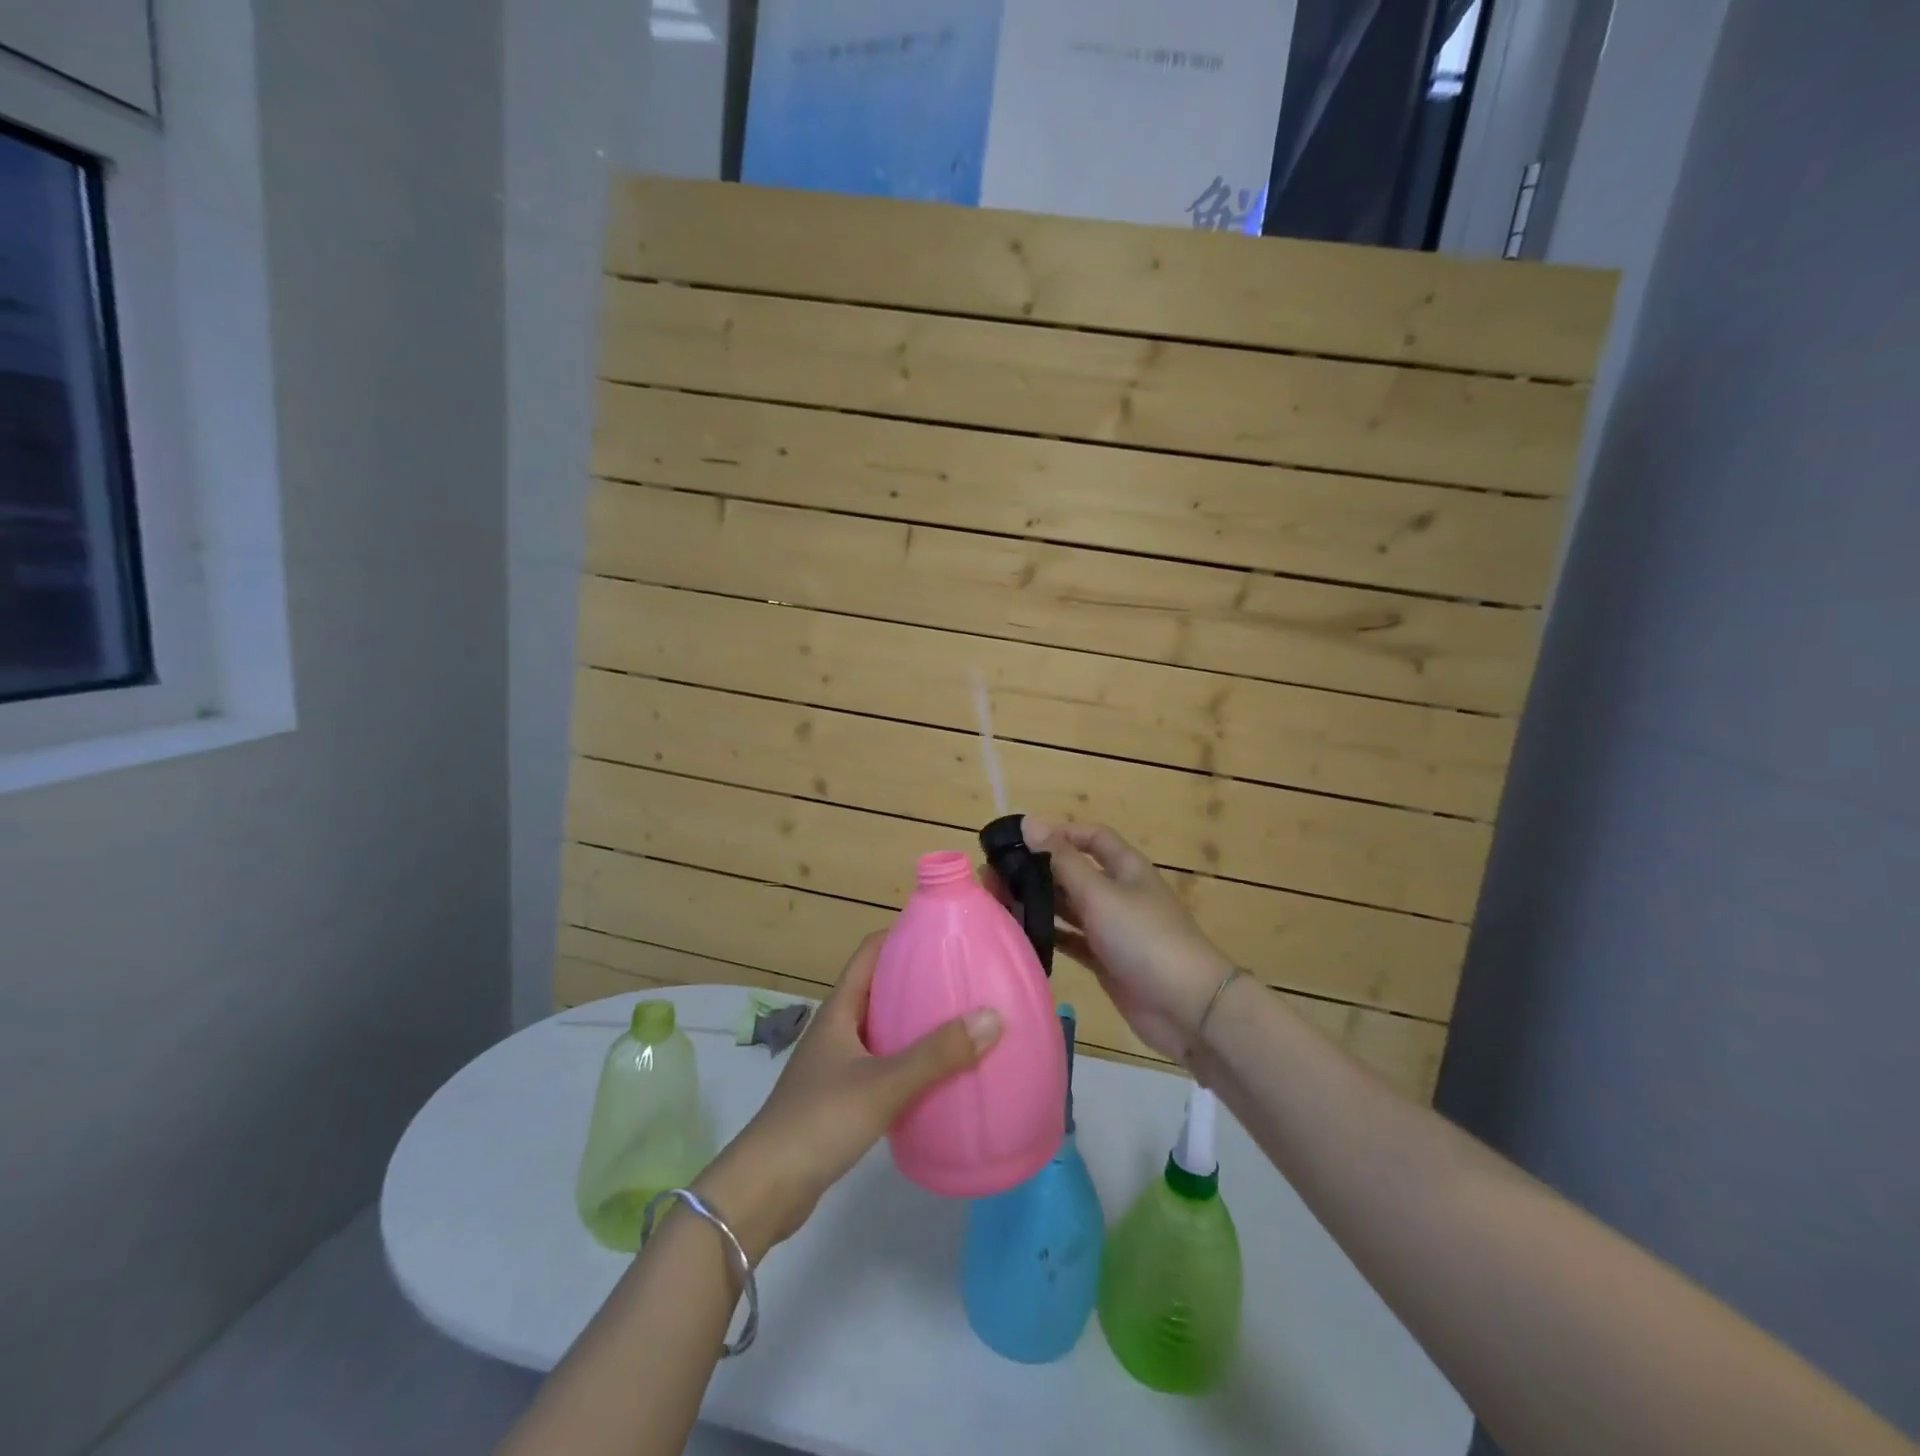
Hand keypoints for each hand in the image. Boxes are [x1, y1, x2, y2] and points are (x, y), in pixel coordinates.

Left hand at [694, 933, 1001, 1261]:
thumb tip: (993, 1016)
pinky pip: (881, 1066)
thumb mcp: (884, 1084)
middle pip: (877, 990)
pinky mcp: (839, 1101)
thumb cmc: (819, 1121)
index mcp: (838, 1011)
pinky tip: (935, 1076)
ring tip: (958, 1022)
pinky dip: (907, 1063)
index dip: (899, 936)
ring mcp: (835, 1066)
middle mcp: (835, 1030)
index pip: (868, 954)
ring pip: (880, 1031)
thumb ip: (937, 1054)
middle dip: (915, 980)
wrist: (764, 1189)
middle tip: (961, 978)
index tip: (940, 933)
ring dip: (913, 1024)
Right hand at [1017, 818, 1233, 1061]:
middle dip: (1037, 870)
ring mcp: (1112, 929)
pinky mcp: (1105, 961)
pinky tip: (1018, 934)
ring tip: (996, 901)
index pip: (1091, 837)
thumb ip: (1062, 861)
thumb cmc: (1144, 938)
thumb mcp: (1101, 893)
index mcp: (1125, 868)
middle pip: (1073, 872)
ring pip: (1068, 907)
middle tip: (993, 875)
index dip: (1059, 833)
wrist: (1187, 1007)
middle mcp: (1118, 893)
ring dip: (1037, 902)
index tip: (1020, 840)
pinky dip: (1048, 935)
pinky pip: (1070, 940)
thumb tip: (1029, 822)